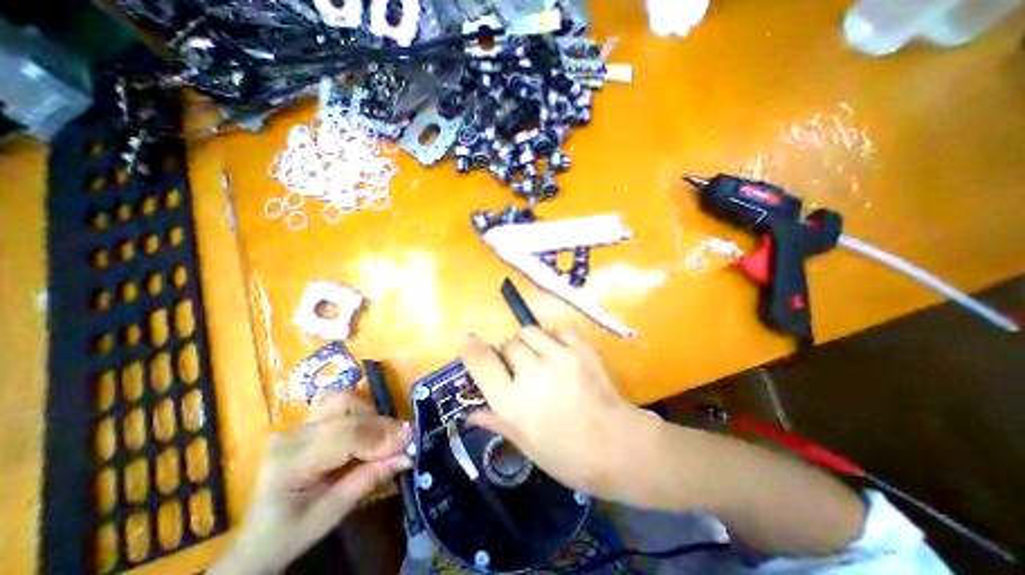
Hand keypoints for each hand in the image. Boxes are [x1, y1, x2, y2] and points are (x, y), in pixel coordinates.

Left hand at [208, 391, 410, 574]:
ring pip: (344, 400)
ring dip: (371, 414)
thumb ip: (370, 478)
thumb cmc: (291, 533)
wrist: (258, 537)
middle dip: (382, 425)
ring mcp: (297, 424)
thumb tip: (408, 455)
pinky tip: (369, 427)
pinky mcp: (306, 420)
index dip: (381, 436)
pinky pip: (340, 403)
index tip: (410, 438)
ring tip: (385, 434)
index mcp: (289, 463)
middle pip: (348, 415)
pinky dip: (362, 411)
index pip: (344, 436)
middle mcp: (291, 435)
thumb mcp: (332, 513)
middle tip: (405, 437)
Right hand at [463, 327, 647, 503]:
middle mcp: (532, 375)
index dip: (472, 348)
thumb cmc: (570, 457)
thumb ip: (498, 422)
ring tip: (538, 356)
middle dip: (508, 352)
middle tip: (519, 366)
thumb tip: (471, 413)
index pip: (482, 363)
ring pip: (530, 331)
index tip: (469, 341)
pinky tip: (559, 354)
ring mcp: (559, 358)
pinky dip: (553, 339)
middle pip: (508, 343)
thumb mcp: (528, 446)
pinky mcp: (581, 350)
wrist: (620, 447)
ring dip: (528, 341)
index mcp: (514, 404)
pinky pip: (557, 331)